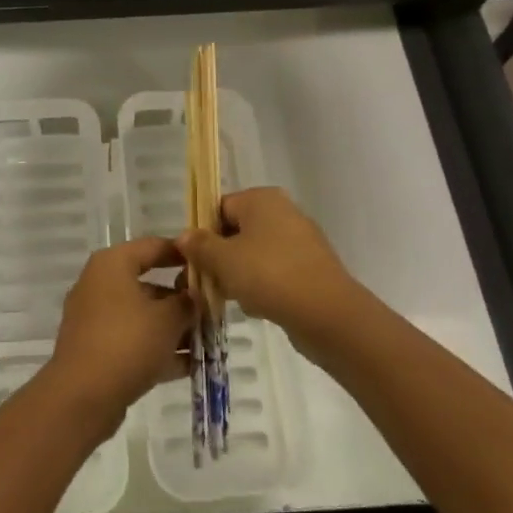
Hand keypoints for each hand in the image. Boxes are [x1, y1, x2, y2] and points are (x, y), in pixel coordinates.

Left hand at [46, 236, 191, 439]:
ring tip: (207, 342)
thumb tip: (194, 297)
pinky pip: (132, 340)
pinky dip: (157, 349)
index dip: (183, 254)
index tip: (209, 264)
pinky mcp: (95, 349)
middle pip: (148, 283)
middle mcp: (100, 284)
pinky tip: (189, 366)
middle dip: (181, 300)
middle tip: (212, 311)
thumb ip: (187, 303)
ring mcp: (95, 318)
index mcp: (112, 264)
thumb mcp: (168, 319)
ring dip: (173, 328)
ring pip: (142, 315)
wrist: (82, 396)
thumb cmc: (127, 342)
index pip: (153, 246)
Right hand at [177, 188, 359, 353]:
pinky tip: (257, 307)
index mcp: (261, 198)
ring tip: (231, 298)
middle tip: (206, 283)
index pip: (219, 208)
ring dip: (239, 275)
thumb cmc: (269, 275)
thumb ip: (200, 245)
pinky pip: (275, 271)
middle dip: (219, 258)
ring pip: (255, 253)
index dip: (202, 234)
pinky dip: (262, 285)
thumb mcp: (223, 260)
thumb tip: (184, 236)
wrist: (328, 314)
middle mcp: (282, 211)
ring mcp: (300, 239)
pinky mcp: (310, 267)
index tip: (193, 261)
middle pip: (237, 231)